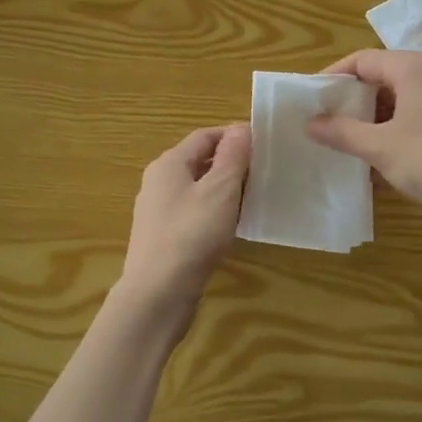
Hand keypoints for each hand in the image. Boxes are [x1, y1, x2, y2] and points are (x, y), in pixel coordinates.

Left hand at [117, 123, 251, 311]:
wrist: (158, 293)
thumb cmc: (191, 235)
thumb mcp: (220, 191)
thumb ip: (232, 157)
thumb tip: (241, 128)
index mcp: (168, 164)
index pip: (204, 136)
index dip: (234, 135)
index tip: (264, 143)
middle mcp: (158, 182)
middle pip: (198, 161)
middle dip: (231, 162)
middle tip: (263, 171)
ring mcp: (158, 211)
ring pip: (196, 188)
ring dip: (224, 189)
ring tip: (254, 197)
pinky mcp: (163, 237)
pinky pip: (193, 213)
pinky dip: (214, 211)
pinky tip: (231, 226)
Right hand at [306, 50, 421, 229]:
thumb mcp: (379, 147)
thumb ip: (342, 132)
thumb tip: (311, 123)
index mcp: (414, 68)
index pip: (362, 60)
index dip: (334, 77)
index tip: (312, 100)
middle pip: (384, 77)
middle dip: (354, 101)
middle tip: (329, 124)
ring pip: (403, 99)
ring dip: (375, 119)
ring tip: (353, 144)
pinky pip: (421, 115)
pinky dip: (398, 129)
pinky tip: (385, 158)